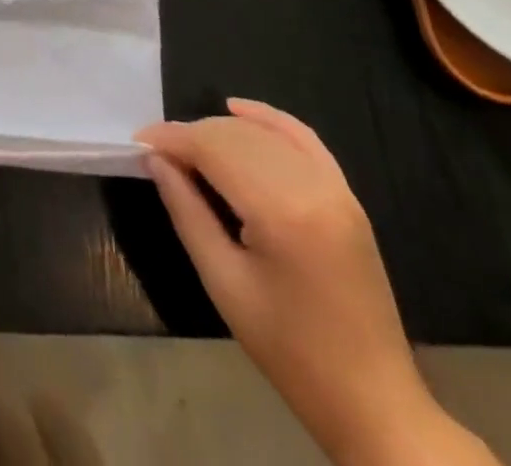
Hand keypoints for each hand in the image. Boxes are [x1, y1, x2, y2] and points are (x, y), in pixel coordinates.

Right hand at [136, 100, 438, 464]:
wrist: (372, 401)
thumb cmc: (289, 349)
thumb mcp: (223, 282)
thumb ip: (186, 211)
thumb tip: (155, 160)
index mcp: (281, 211)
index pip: (213, 149)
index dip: (171, 139)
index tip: (138, 142)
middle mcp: (312, 186)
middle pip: (236, 135)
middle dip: (191, 135)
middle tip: (157, 152)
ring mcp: (335, 188)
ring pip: (264, 134)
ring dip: (220, 131)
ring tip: (188, 148)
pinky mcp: (347, 197)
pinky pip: (303, 139)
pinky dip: (269, 119)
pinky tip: (237, 109)